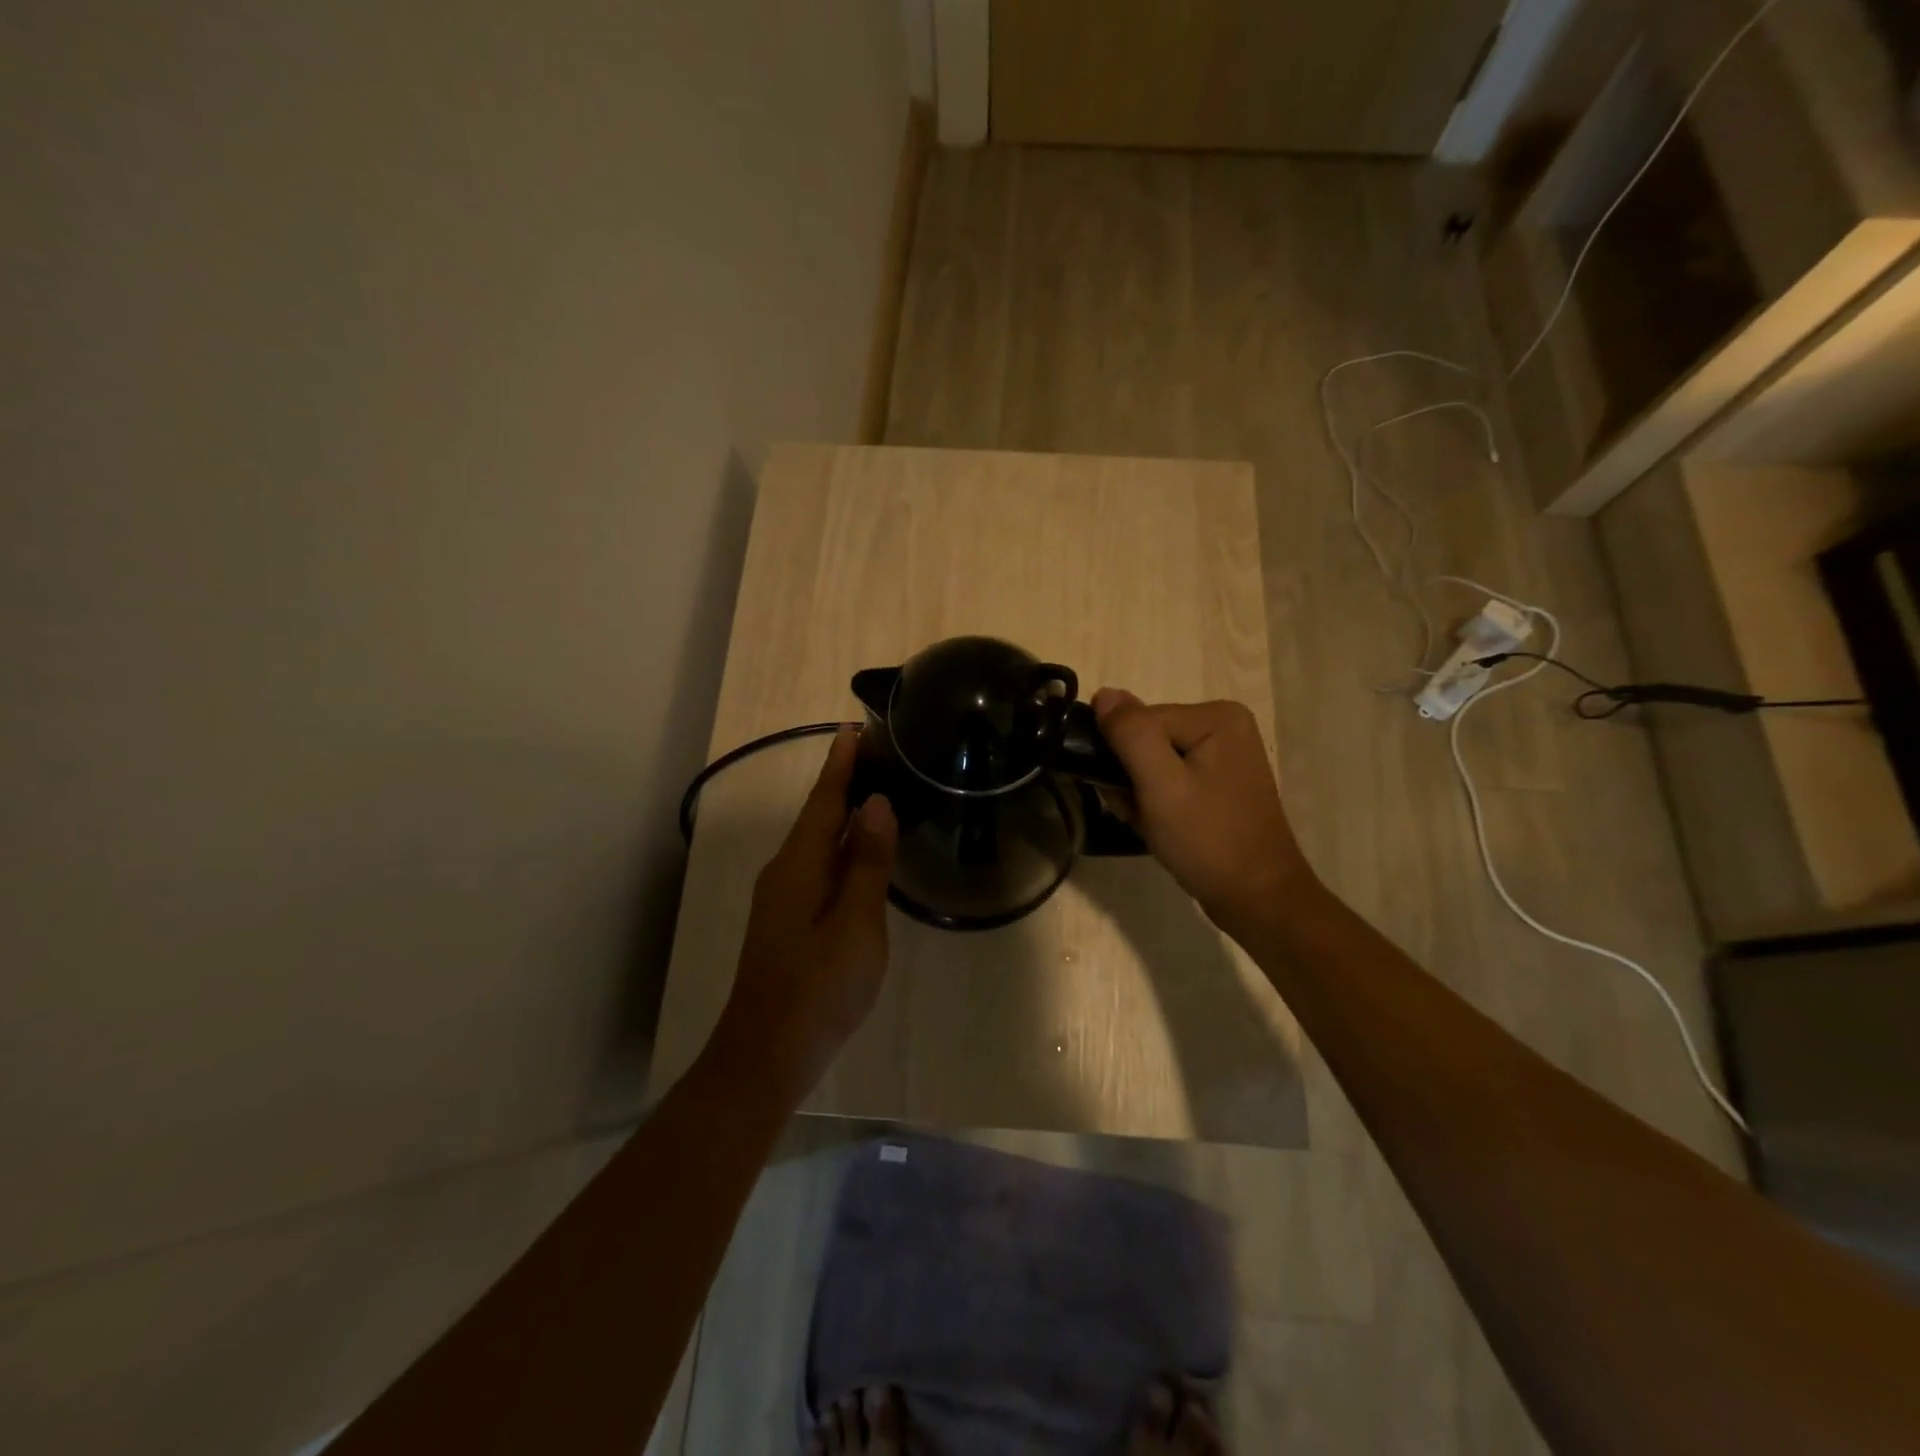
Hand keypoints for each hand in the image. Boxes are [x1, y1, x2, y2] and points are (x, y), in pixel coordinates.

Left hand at [705, 728, 898, 1099]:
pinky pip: (819, 868)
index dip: (840, 764)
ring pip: (817, 843)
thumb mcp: (856, 923)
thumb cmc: (818, 987)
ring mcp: (783, 899)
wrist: (767, 1054)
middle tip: (877, 753)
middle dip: (843, 782)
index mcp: (799, 864)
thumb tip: (875, 803)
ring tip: (875, 792)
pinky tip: (859, 855)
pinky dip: (840, 849)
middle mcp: (785, 872)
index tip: (854, 727)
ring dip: (842, 815)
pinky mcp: (788, 922)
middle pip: (817, 816)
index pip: (823, 800)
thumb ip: (866, 863)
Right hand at [1091, 690, 1316, 936]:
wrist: (1256, 899)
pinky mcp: (1219, 780)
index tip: (1128, 798)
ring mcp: (1224, 754)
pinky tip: (1161, 826)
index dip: (1123, 759)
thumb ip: (1130, 734)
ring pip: (1153, 761)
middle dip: (1131, 778)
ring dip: (1140, 793)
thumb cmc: (1208, 840)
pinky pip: (1170, 777)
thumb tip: (1104, 693)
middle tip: (1139, 814)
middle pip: (1146, 738)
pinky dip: (1156, 801)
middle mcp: (1224, 724)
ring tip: (1151, 823)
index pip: (1140, 721)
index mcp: (1216, 715)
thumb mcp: (1161, 785)